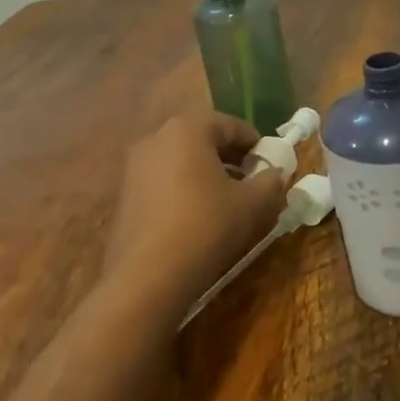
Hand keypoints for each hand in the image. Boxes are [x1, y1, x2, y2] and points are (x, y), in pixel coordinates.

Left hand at [101, 113, 288, 316]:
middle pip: (202, 139)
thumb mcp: (252, 204)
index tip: (268, 162)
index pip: (229, 124)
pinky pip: (163, 181)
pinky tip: (198, 216)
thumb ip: (270, 182)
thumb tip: (274, 174)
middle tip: (251, 179)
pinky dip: (184, 189)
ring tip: (227, 200)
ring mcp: (135, 167)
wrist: (148, 275)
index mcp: (188, 129)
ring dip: (206, 173)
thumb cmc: (206, 226)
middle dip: (229, 156)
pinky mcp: (125, 195)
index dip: (254, 142)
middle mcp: (156, 139)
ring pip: (180, 160)